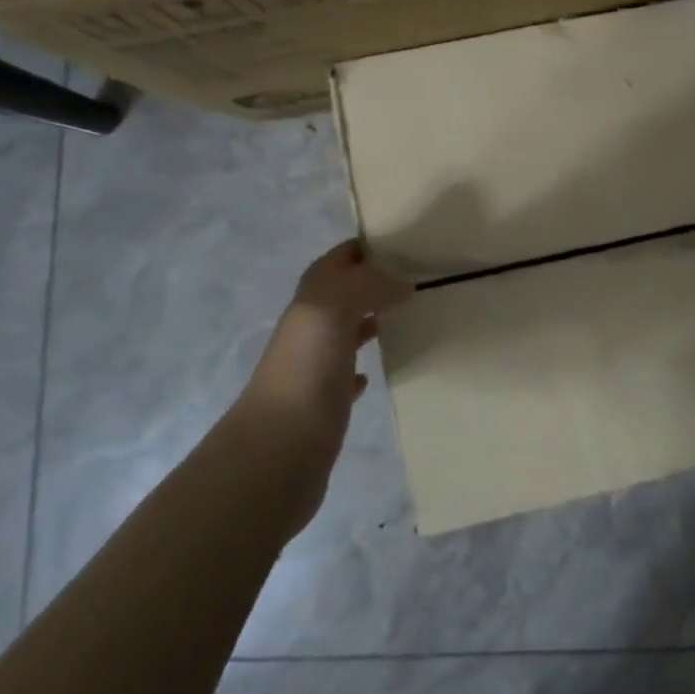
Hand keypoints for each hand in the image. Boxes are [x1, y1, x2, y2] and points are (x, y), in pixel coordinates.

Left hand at [235, 240, 412, 470]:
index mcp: (311, 300)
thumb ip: (366, 285)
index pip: (337, 260)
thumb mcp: (332, 309)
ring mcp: (315, 366)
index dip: (364, 247)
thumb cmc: (306, 371)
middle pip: (341, 293)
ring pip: (343, 331)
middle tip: (416, 278)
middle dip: (373, 281)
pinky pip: (344, 375)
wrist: (277, 450)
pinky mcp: (324, 404)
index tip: (404, 243)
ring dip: (369, 320)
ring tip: (405, 317)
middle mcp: (309, 328)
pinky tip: (374, 372)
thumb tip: (400, 284)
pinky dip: (360, 367)